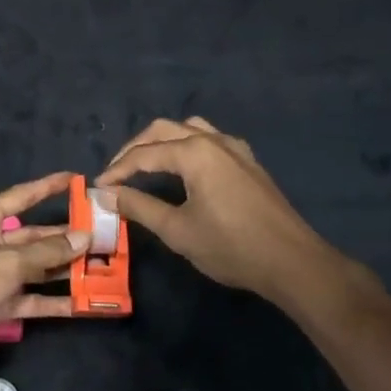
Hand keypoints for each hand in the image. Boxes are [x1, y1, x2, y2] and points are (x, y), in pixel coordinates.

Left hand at [0, 171, 83, 365]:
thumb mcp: (6, 262)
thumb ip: (46, 252)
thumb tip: (83, 237)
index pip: (22, 196)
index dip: (49, 187)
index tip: (77, 180)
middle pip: (33, 236)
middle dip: (64, 237)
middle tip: (100, 235)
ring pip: (36, 268)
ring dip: (64, 269)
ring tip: (100, 267)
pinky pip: (31, 297)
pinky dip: (52, 301)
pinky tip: (81, 303)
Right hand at [97, 117, 340, 305]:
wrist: (292, 262)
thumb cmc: (231, 247)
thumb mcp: (177, 230)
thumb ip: (139, 206)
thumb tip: (106, 194)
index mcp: (194, 153)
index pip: (143, 154)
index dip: (117, 171)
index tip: (97, 188)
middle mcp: (213, 140)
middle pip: (163, 130)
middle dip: (135, 149)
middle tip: (116, 174)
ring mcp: (234, 148)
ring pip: (188, 128)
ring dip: (161, 141)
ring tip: (145, 164)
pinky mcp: (248, 161)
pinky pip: (208, 138)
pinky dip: (186, 145)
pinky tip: (183, 168)